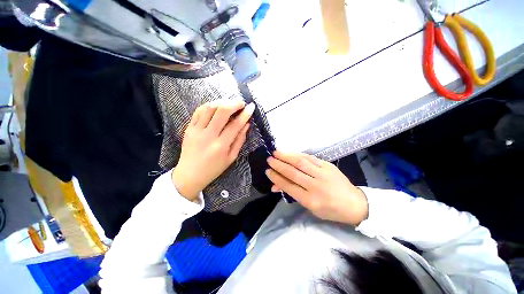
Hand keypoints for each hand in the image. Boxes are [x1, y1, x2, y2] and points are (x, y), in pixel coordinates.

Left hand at [172, 100, 254, 200]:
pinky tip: (216, 106)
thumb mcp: (231, 157)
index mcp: (221, 146)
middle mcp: (208, 136)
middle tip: (241, 103)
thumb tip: (247, 125)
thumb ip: (240, 140)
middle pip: (221, 112)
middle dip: (234, 104)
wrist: (190, 175)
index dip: (245, 114)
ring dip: (222, 102)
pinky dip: (209, 105)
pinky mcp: (188, 128)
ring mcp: (196, 131)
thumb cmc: (214, 169)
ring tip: (229, 104)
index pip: (235, 125)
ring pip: (209, 108)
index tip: (251, 107)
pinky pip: (198, 111)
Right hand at [266, 151, 367, 225]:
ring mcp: (323, 174)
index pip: (288, 186)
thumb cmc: (330, 210)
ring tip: (276, 152)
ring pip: (301, 162)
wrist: (354, 203)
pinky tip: (290, 152)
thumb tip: (275, 186)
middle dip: (279, 165)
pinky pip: (310, 158)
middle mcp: (315, 185)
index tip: (268, 171)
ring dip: (286, 156)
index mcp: (310, 200)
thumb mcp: (309, 207)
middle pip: (293, 172)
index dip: (276, 177)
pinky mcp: (328, 166)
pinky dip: (298, 154)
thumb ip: (292, 194)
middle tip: (269, 159)